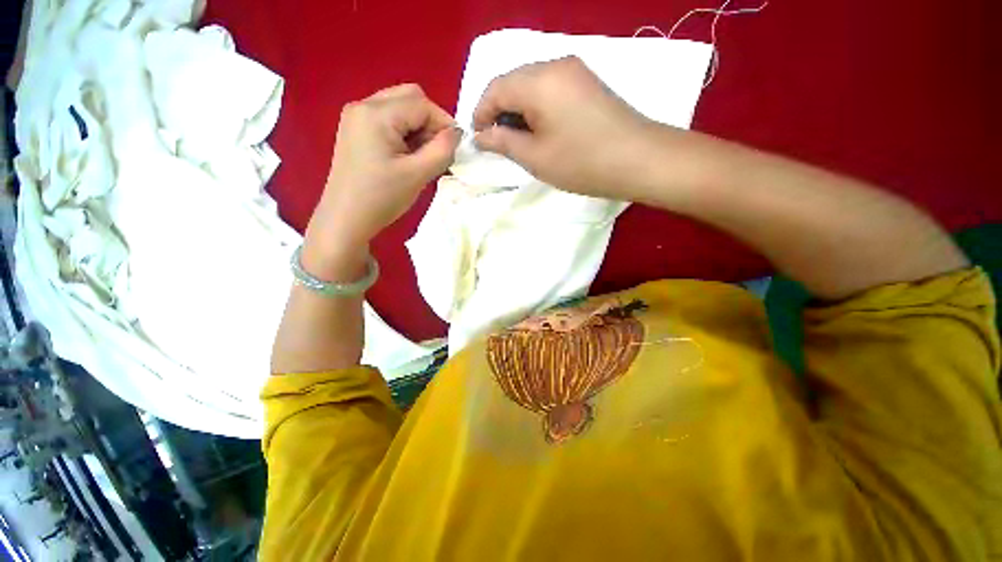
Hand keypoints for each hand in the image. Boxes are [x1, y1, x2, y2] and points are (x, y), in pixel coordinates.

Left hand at [306, 84, 459, 266]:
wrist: (346, 218)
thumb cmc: (382, 197)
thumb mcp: (418, 174)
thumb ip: (442, 150)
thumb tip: (457, 133)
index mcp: (376, 114)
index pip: (422, 104)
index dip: (444, 123)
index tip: (456, 148)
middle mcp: (363, 106)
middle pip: (409, 98)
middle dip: (430, 122)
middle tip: (438, 151)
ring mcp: (357, 118)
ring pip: (400, 109)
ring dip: (419, 129)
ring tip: (424, 158)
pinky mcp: (356, 131)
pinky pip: (389, 121)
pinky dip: (405, 134)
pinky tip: (408, 156)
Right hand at [472, 57, 659, 198]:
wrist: (638, 160)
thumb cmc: (581, 162)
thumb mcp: (535, 157)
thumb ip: (503, 142)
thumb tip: (481, 136)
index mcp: (538, 81)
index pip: (495, 88)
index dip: (480, 113)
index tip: (478, 139)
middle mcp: (555, 64)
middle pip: (512, 81)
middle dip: (498, 111)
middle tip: (497, 142)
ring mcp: (575, 70)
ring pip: (531, 84)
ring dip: (517, 109)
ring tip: (518, 139)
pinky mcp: (586, 82)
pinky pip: (549, 88)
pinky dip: (536, 107)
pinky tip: (539, 129)